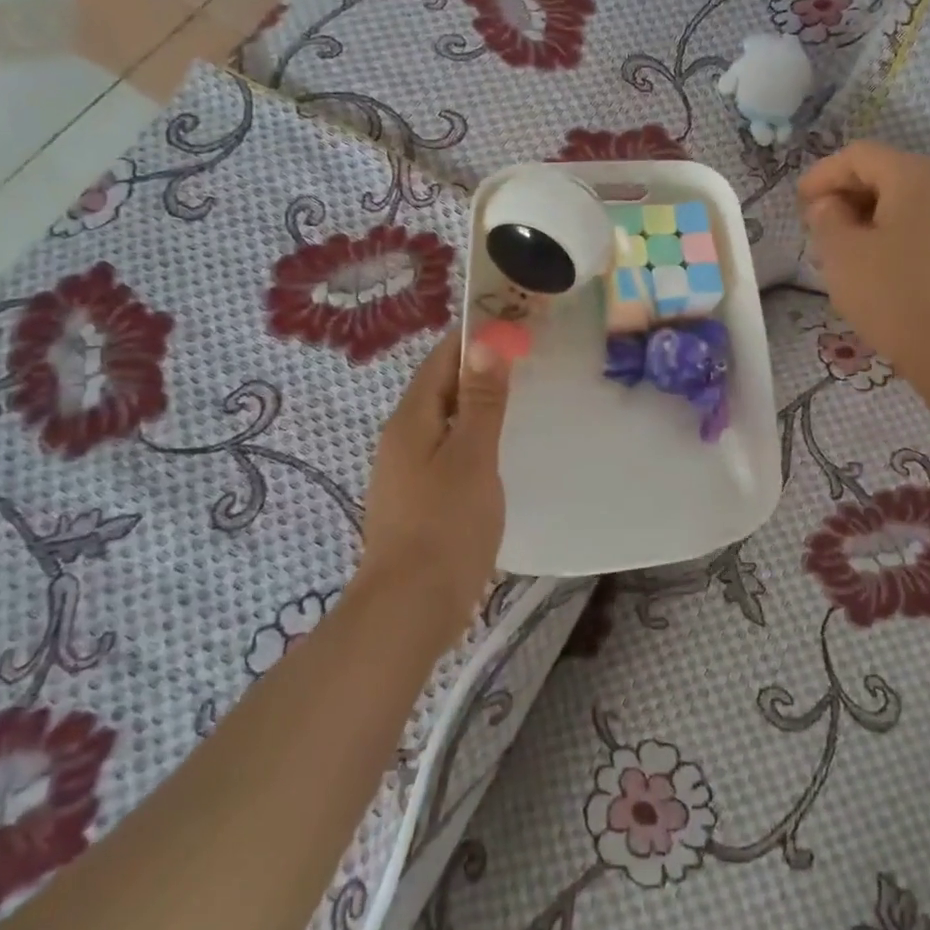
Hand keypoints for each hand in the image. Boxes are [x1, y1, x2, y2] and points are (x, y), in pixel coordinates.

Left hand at [357, 330, 512, 645]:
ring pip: (445, 418)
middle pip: (441, 385)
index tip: (515, 321)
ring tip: (520, 393)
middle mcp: (402, 436)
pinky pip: (447, 448)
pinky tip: (497, 447)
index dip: (475, 335)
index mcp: (411, 419)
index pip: (442, 357)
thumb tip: (485, 342)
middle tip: (527, 355)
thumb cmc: (445, 526)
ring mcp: (407, 469)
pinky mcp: (418, 497)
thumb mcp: (471, 456)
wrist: (409, 608)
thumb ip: (480, 401)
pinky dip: (472, 434)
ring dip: (476, 401)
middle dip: (479, 365)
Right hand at [798, 142, 929, 389]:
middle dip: (844, 194)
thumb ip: (826, 216)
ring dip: (865, 214)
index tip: (798, 205)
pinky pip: (920, 221)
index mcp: (915, 175)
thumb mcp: (841, 253)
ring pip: (902, 198)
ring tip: (838, 246)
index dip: (822, 175)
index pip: (859, 156)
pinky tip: (871, 261)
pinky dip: (890, 230)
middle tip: (815, 226)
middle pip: (884, 172)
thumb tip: (829, 204)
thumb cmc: (892, 295)